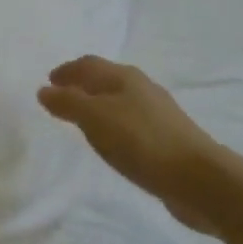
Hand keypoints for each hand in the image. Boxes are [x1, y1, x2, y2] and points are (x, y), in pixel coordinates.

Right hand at [38, 56, 223, 232]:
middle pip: (105, 80)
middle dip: (82, 86)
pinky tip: (112, 143)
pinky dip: (113, 126)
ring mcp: (157, 114)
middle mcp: (142, 89)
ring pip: (119, 101)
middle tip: (61, 99)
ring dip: (98, 106)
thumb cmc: (142, 142)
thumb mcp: (96, 119)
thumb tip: (44, 90)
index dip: (67, 71)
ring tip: (81, 122)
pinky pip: (130, 124)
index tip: (48, 81)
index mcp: (124, 77)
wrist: (198, 179)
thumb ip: (68, 103)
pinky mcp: (166, 139)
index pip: (89, 65)